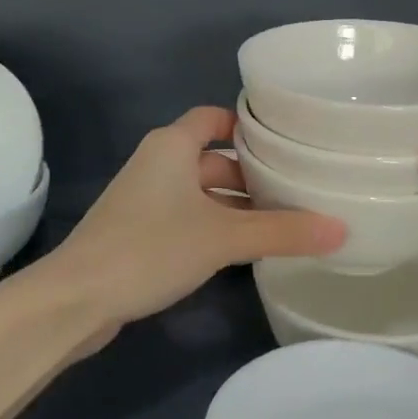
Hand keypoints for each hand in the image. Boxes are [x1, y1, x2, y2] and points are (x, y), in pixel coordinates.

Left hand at [49, 108, 343, 341]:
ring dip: (236, 205)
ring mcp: (146, 201)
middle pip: (214, 159)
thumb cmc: (150, 248)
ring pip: (202, 193)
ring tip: (283, 221)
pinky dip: (215, 227)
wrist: (75, 300)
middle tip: (298, 188)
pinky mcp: (139, 234)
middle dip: (252, 174)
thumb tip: (342, 230)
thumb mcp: (223, 237)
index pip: (214, 118)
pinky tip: (245, 250)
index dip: (247, 125)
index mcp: (172, 146)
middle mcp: (158, 164)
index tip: (286, 139)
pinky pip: (188, 219)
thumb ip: (282, 232)